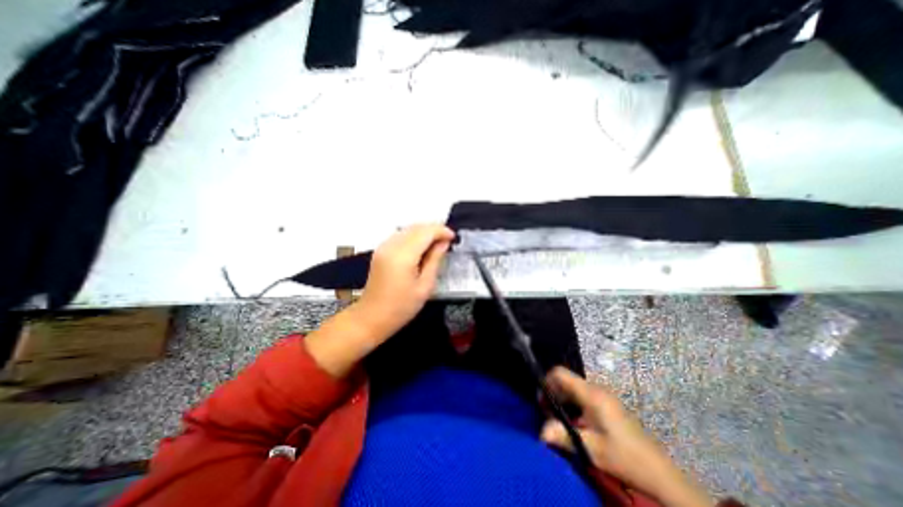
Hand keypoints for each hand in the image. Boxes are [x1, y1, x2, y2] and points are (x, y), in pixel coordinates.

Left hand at [357, 223, 455, 337]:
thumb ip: (435, 260)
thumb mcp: (425, 286)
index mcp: (403, 256)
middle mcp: (391, 245)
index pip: (425, 232)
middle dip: (434, 229)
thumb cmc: (401, 307)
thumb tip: (444, 243)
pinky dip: (414, 236)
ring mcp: (383, 246)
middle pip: (416, 227)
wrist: (371, 317)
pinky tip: (422, 247)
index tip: (453, 237)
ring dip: (424, 232)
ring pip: (408, 229)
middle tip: (447, 241)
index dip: (441, 231)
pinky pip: (401, 235)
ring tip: (437, 244)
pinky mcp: (380, 250)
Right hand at [539, 368, 707, 506]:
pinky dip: (573, 405)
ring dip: (563, 401)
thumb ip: (564, 436)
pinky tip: (574, 424)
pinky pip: (583, 397)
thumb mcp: (592, 449)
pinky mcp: (608, 405)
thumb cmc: (624, 456)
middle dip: (553, 394)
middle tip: (547, 414)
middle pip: (566, 381)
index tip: (540, 399)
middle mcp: (597, 389)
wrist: (659, 473)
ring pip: (574, 389)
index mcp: (591, 394)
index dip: (547, 380)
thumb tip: (540, 432)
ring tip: (559, 421)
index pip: (561, 373)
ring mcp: (604, 396)